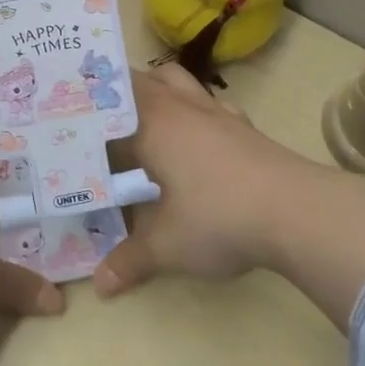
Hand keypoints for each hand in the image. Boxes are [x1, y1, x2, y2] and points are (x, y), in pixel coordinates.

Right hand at [94, 65, 364, 323]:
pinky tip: (193, 138)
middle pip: (139, 80)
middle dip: (115, 95)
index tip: (64, 117)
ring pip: (176, 81)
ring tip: (141, 120)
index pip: (107, 102)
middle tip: (95, 121)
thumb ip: (129, 261)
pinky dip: (193, 110)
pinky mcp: (244, 126)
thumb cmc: (219, 219)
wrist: (300, 212)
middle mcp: (179, 107)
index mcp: (151, 124)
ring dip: (156, 91)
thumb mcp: (167, 247)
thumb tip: (100, 285)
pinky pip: (209, 103)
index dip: (84, 108)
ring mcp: (216, 112)